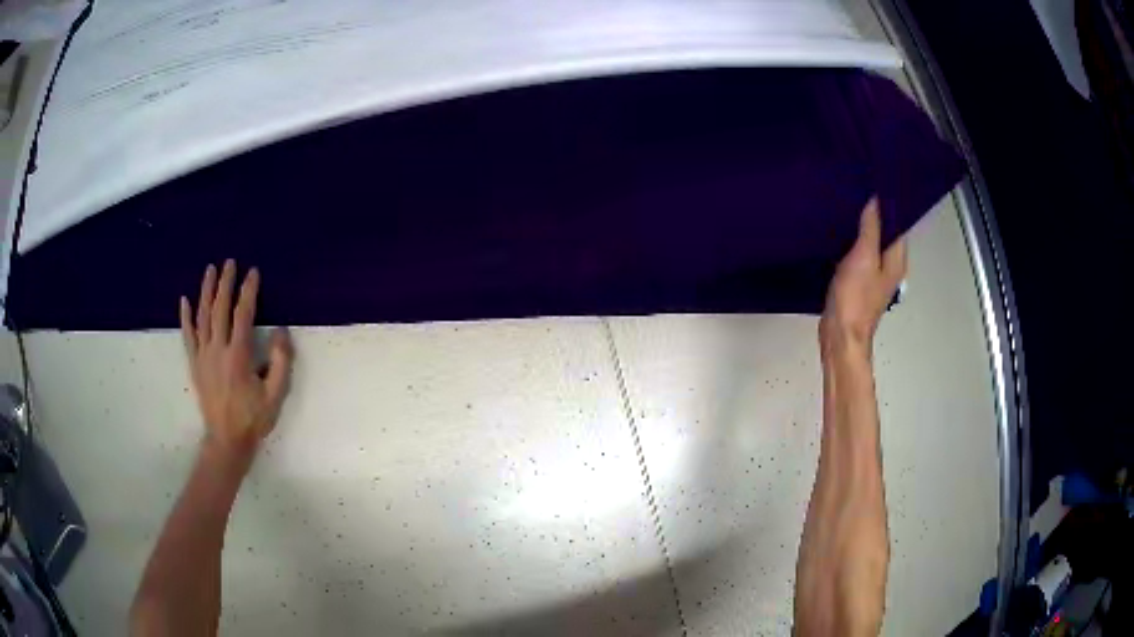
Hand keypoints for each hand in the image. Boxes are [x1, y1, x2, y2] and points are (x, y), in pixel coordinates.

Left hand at [180, 260, 293, 463]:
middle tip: (229, 262)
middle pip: (220, 309)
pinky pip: (188, 335)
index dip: (248, 291)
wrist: (226, 440)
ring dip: (206, 291)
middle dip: (225, 283)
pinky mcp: (195, 364)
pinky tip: (184, 300)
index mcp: (238, 356)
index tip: (253, 272)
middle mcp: (217, 350)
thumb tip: (281, 332)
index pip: (243, 314)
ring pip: (202, 316)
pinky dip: (185, 317)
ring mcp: (203, 356)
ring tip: (210, 270)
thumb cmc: (253, 419)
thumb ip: (281, 362)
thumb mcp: (275, 395)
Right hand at [821, 197, 907, 354]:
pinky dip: (852, 243)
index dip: (888, 205)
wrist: (840, 336)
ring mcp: (874, 276)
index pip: (898, 224)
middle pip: (885, 233)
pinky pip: (858, 255)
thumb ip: (870, 228)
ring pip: (871, 244)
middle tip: (856, 190)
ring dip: (862, 229)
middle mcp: (890, 266)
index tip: (874, 182)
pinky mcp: (858, 282)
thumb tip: (875, 200)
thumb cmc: (855, 298)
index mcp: (896, 260)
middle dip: (874, 214)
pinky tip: (839, 233)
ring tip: (847, 206)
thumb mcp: (862, 258)